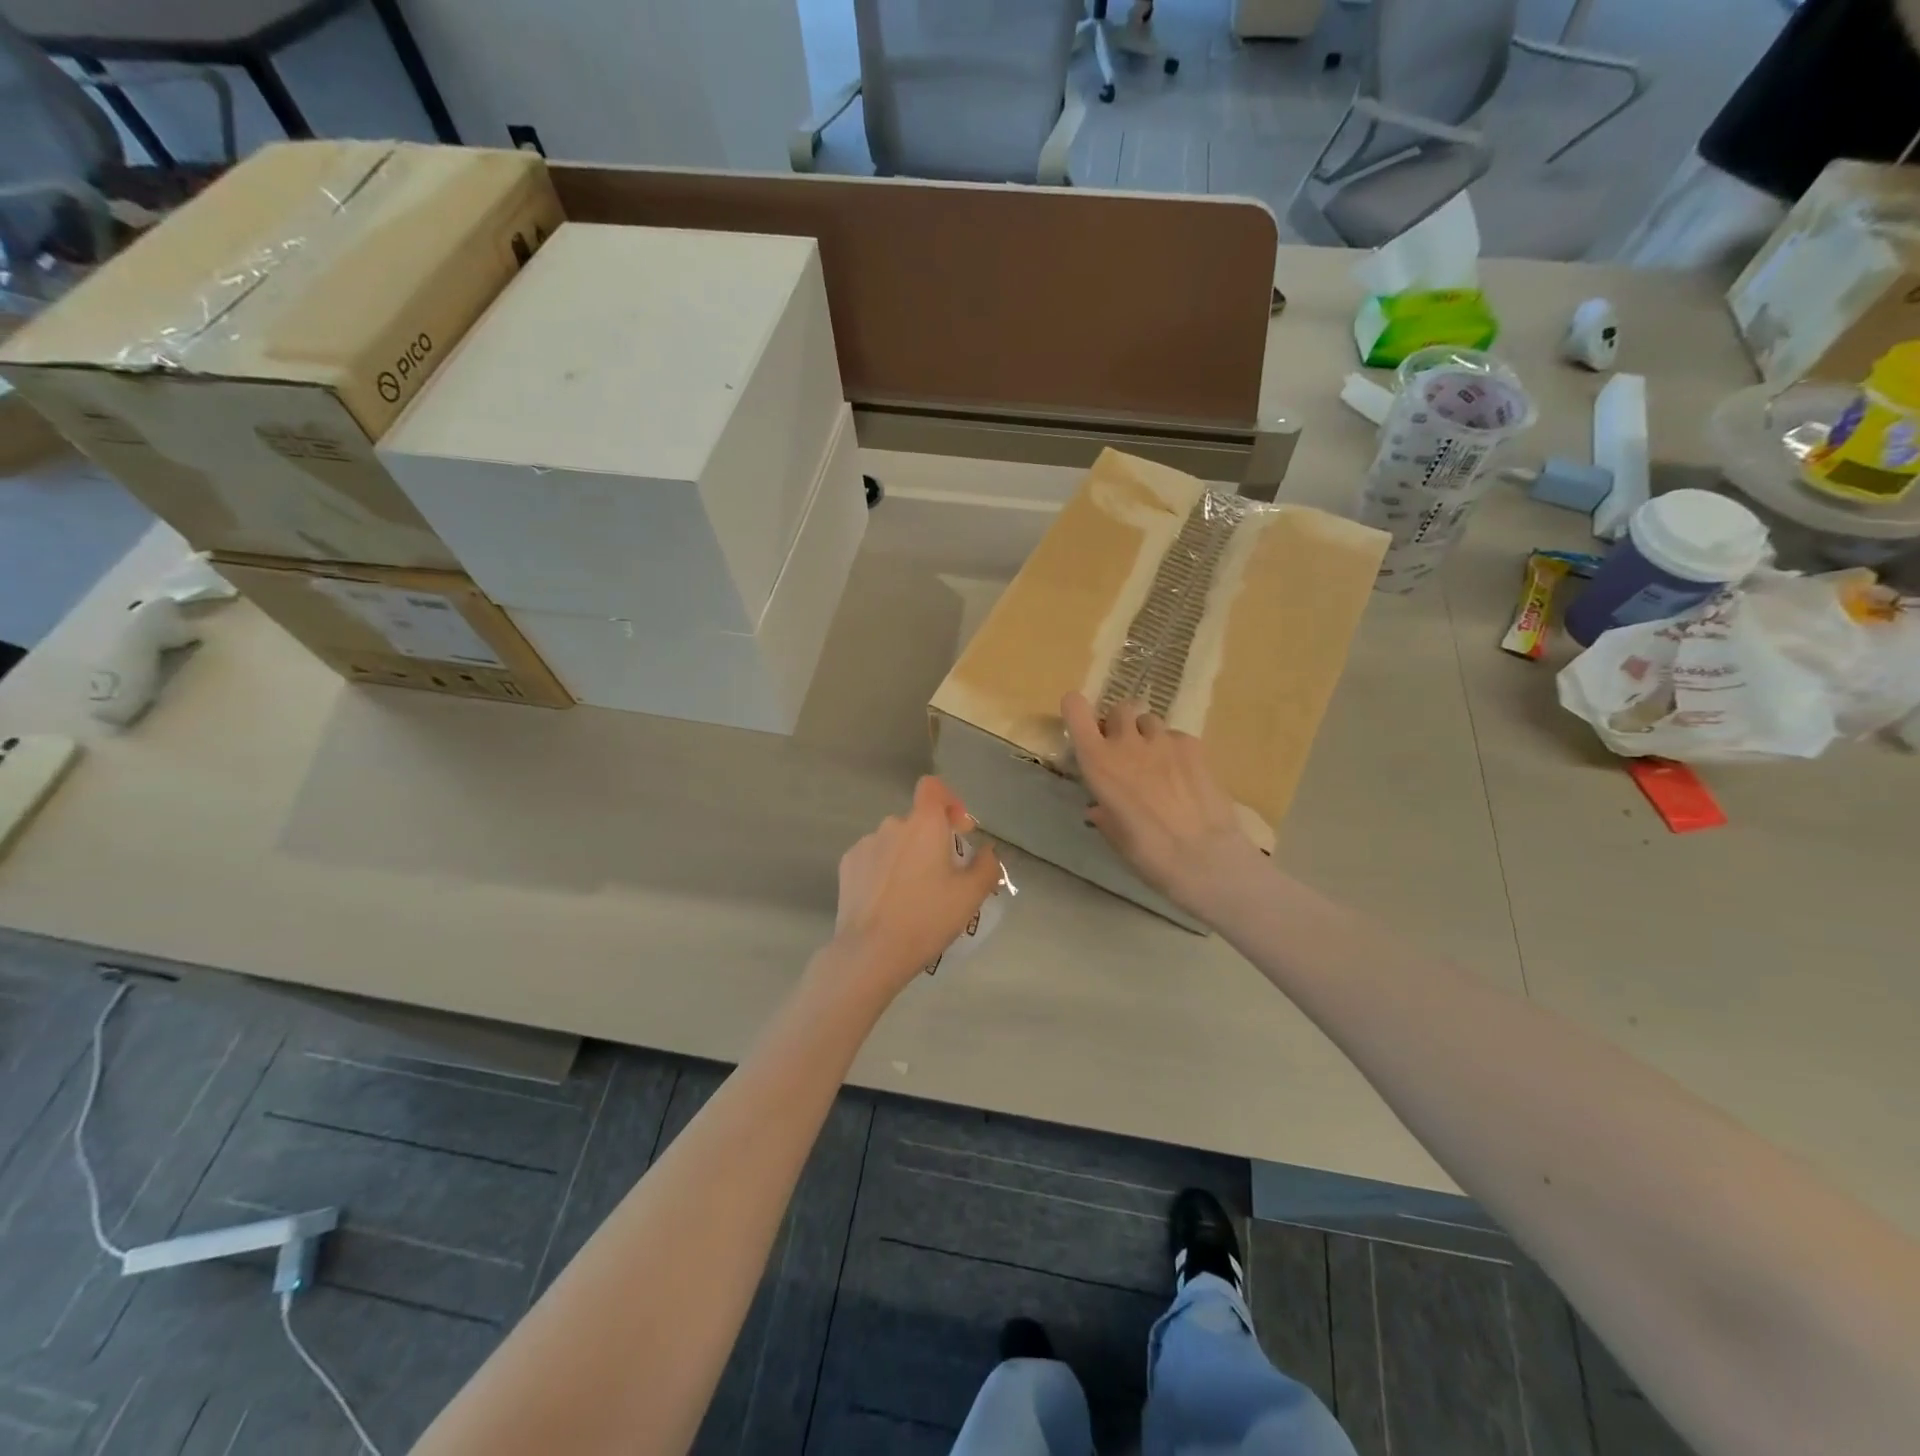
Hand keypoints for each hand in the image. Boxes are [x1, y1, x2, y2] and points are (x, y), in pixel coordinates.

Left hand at [829, 777, 1001, 996]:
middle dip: (931, 842)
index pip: (933, 787)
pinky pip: (873, 859)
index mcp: (924, 824)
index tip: (959, 830)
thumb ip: (986, 866)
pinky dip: (884, 871)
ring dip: (906, 858)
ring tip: (912, 896)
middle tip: (942, 878)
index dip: (949, 800)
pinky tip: (888, 902)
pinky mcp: (847, 865)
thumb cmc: (927, 917)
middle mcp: (892, 825)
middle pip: (917, 821)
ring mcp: (865, 844)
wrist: (871, 951)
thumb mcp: (970, 896)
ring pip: (894, 842)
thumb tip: (987, 852)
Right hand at [1062, 691, 1262, 918]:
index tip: (1080, 720)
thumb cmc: (1148, 853)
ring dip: (1147, 734)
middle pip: (1119, 709)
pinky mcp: (1193, 745)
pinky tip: (1184, 775)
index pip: (1075, 711)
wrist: (1204, 856)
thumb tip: (1100, 808)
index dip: (1075, 709)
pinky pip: (1176, 737)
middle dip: (1119, 723)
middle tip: (1125, 748)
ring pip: (1149, 720)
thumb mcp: (1115, 836)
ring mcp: (1163, 740)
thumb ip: (1105, 813)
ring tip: (1157, 762)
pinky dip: (1175, 749)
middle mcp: (1127, 742)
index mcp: (1098, 762)